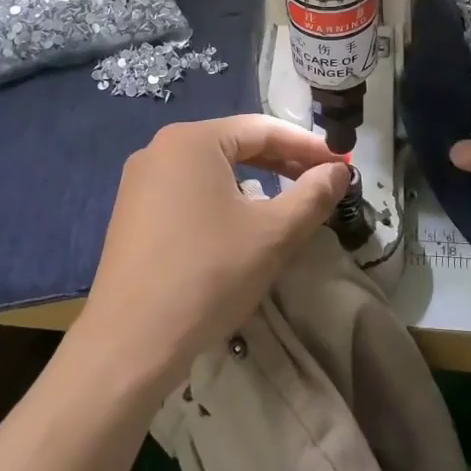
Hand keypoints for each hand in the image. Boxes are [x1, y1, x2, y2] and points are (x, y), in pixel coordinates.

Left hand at [77, 115, 349, 392]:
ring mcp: (141, 181)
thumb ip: (312, 195)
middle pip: (234, 144)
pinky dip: (223, 198)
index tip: (341, 164)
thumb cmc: (208, 275)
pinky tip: (241, 224)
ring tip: (288, 202)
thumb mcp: (273, 234)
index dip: (307, 145)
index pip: (262, 128)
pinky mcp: (133, 212)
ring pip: (211, 169)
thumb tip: (339, 171)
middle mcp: (160, 149)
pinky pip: (188, 191)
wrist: (130, 341)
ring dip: (255, 180)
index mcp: (192, 140)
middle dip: (282, 161)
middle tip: (321, 181)